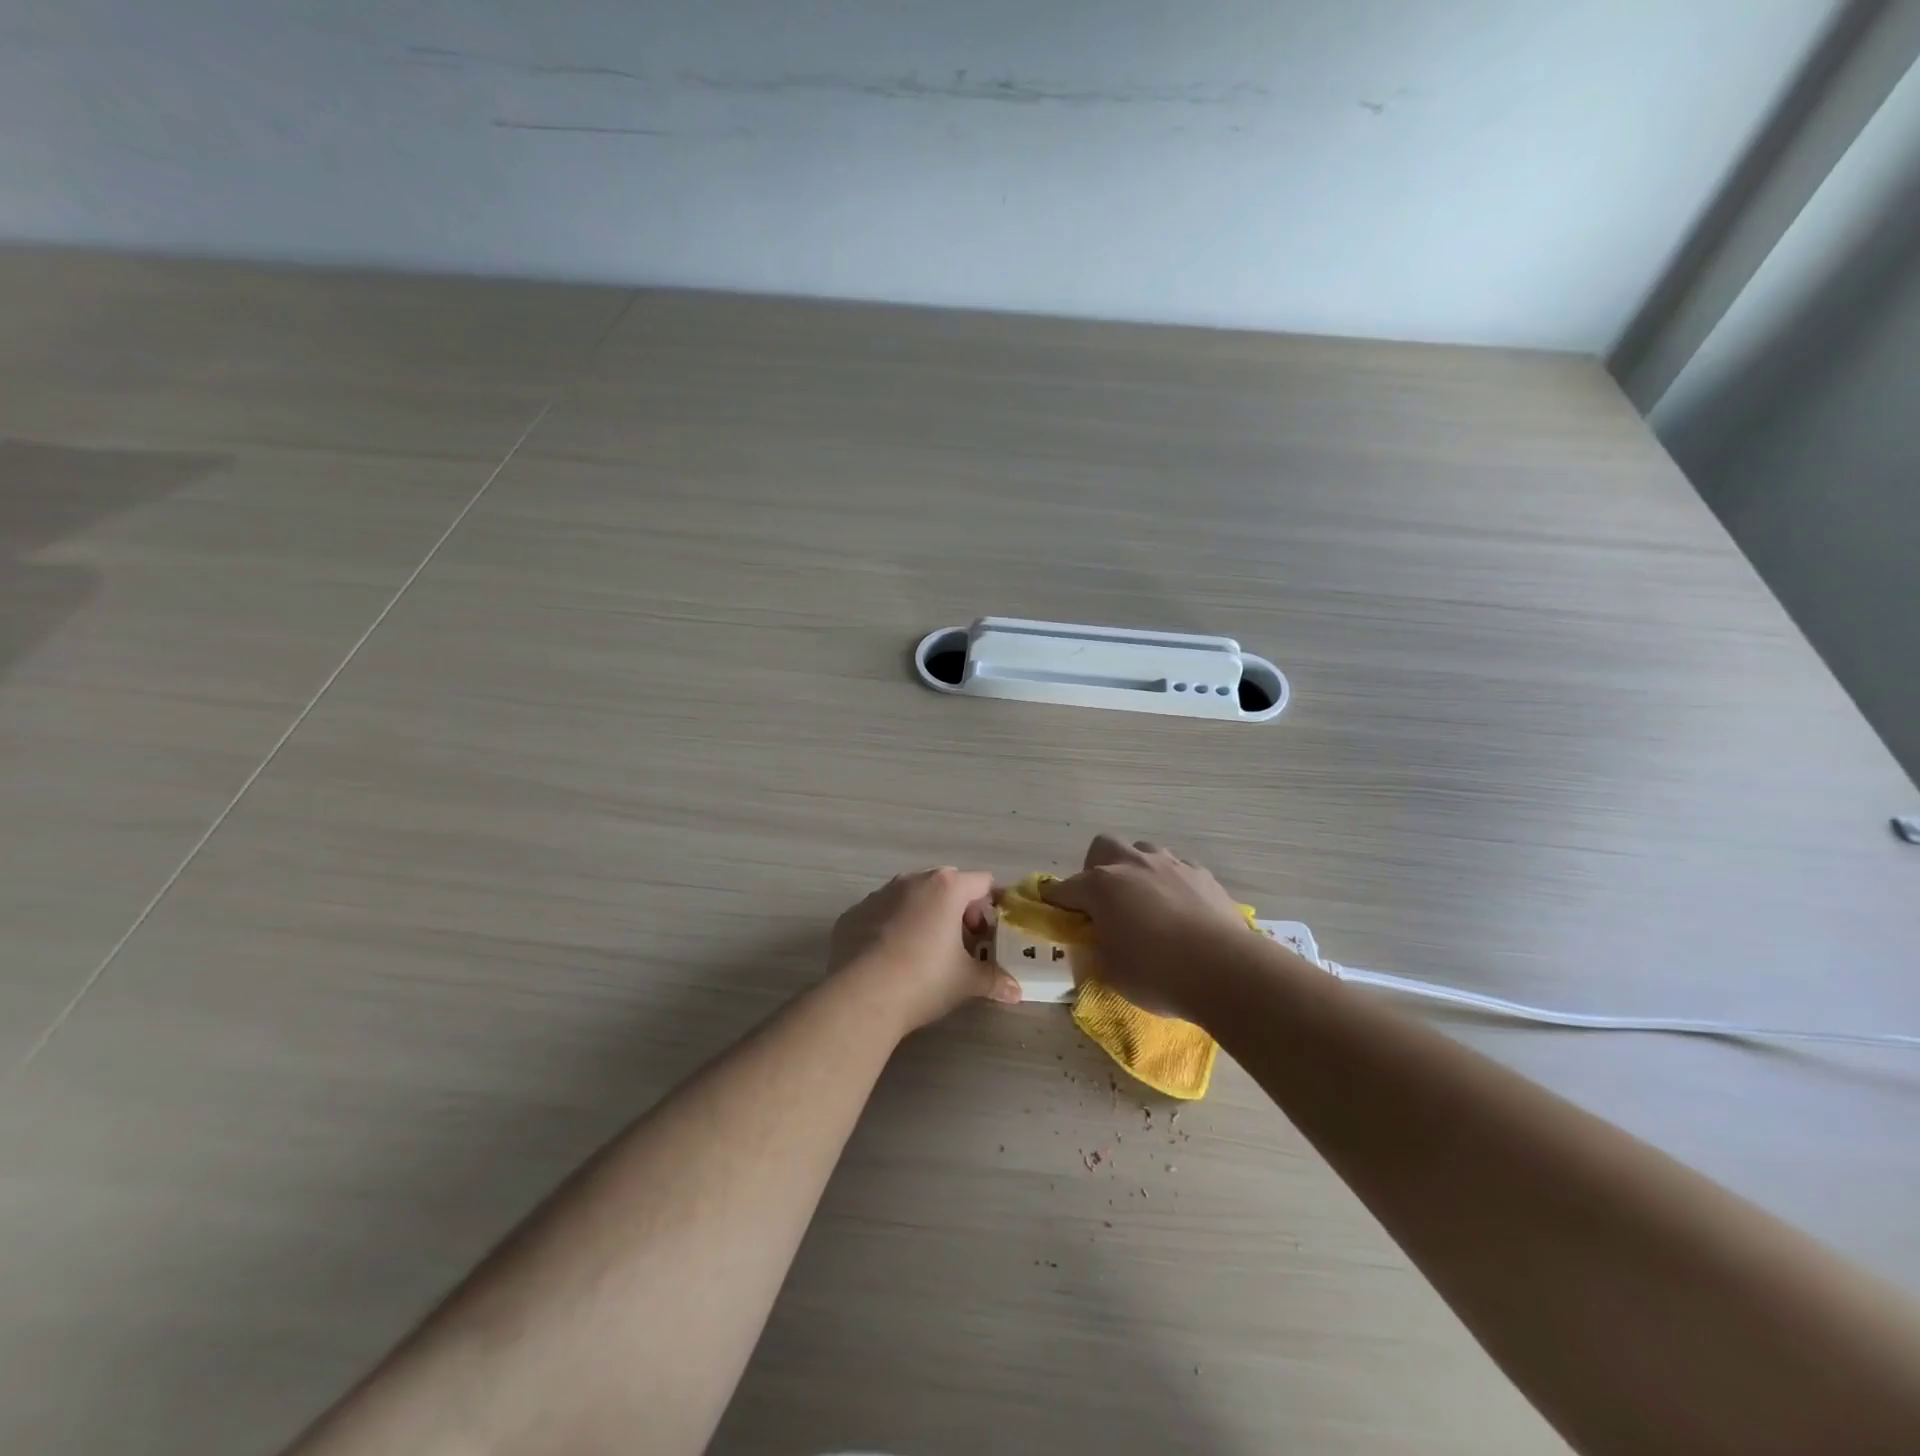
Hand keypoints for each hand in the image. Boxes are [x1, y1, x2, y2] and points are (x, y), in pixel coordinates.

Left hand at [829, 868, 1020, 1032]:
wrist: (860, 997)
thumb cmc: (923, 980)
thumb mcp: (965, 982)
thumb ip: (994, 980)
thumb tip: (1016, 991)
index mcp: (946, 888)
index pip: (982, 882)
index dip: (993, 904)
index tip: (992, 931)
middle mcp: (912, 881)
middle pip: (947, 884)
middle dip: (959, 909)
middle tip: (963, 943)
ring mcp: (879, 894)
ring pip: (912, 896)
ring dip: (925, 914)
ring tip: (926, 951)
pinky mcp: (853, 913)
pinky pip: (882, 913)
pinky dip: (893, 926)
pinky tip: (891, 958)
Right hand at [1041, 836, 1252, 1017]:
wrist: (1225, 970)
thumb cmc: (1156, 974)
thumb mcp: (1110, 970)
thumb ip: (1097, 947)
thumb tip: (1099, 939)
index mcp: (1101, 886)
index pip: (1064, 889)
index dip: (1055, 901)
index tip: (1052, 912)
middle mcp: (1132, 864)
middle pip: (1103, 847)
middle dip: (1096, 869)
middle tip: (1104, 901)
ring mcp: (1170, 864)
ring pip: (1143, 852)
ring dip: (1136, 871)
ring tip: (1144, 903)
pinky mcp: (1201, 874)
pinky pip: (1176, 868)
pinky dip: (1170, 883)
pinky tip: (1179, 909)